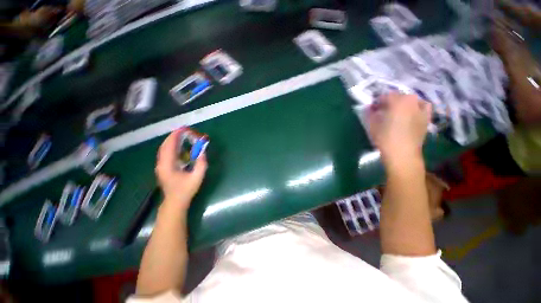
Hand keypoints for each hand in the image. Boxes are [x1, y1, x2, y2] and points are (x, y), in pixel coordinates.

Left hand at [155, 130, 207, 209]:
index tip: (183, 128)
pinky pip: (165, 153)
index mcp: (168, 165)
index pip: (169, 146)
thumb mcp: (197, 177)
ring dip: (171, 141)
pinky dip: (171, 146)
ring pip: (163, 149)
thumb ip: (201, 164)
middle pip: (164, 146)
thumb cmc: (186, 190)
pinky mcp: (163, 168)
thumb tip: (202, 151)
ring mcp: (160, 166)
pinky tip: (178, 146)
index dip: (175, 136)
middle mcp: (161, 164)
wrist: (175, 202)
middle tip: (183, 130)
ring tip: (181, 135)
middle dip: (173, 136)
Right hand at [367, 93, 430, 165]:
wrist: (402, 153)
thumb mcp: (372, 125)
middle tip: (383, 111)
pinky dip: (416, 107)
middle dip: (390, 102)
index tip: (373, 109)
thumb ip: (370, 113)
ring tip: (397, 112)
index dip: (377, 101)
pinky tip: (411, 113)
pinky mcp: (427, 117)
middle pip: (399, 96)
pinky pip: (423, 106)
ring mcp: (422, 108)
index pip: (385, 96)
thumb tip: (370, 108)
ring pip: (411, 100)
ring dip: (403, 103)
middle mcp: (412, 101)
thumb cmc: (384, 138)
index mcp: (397, 101)